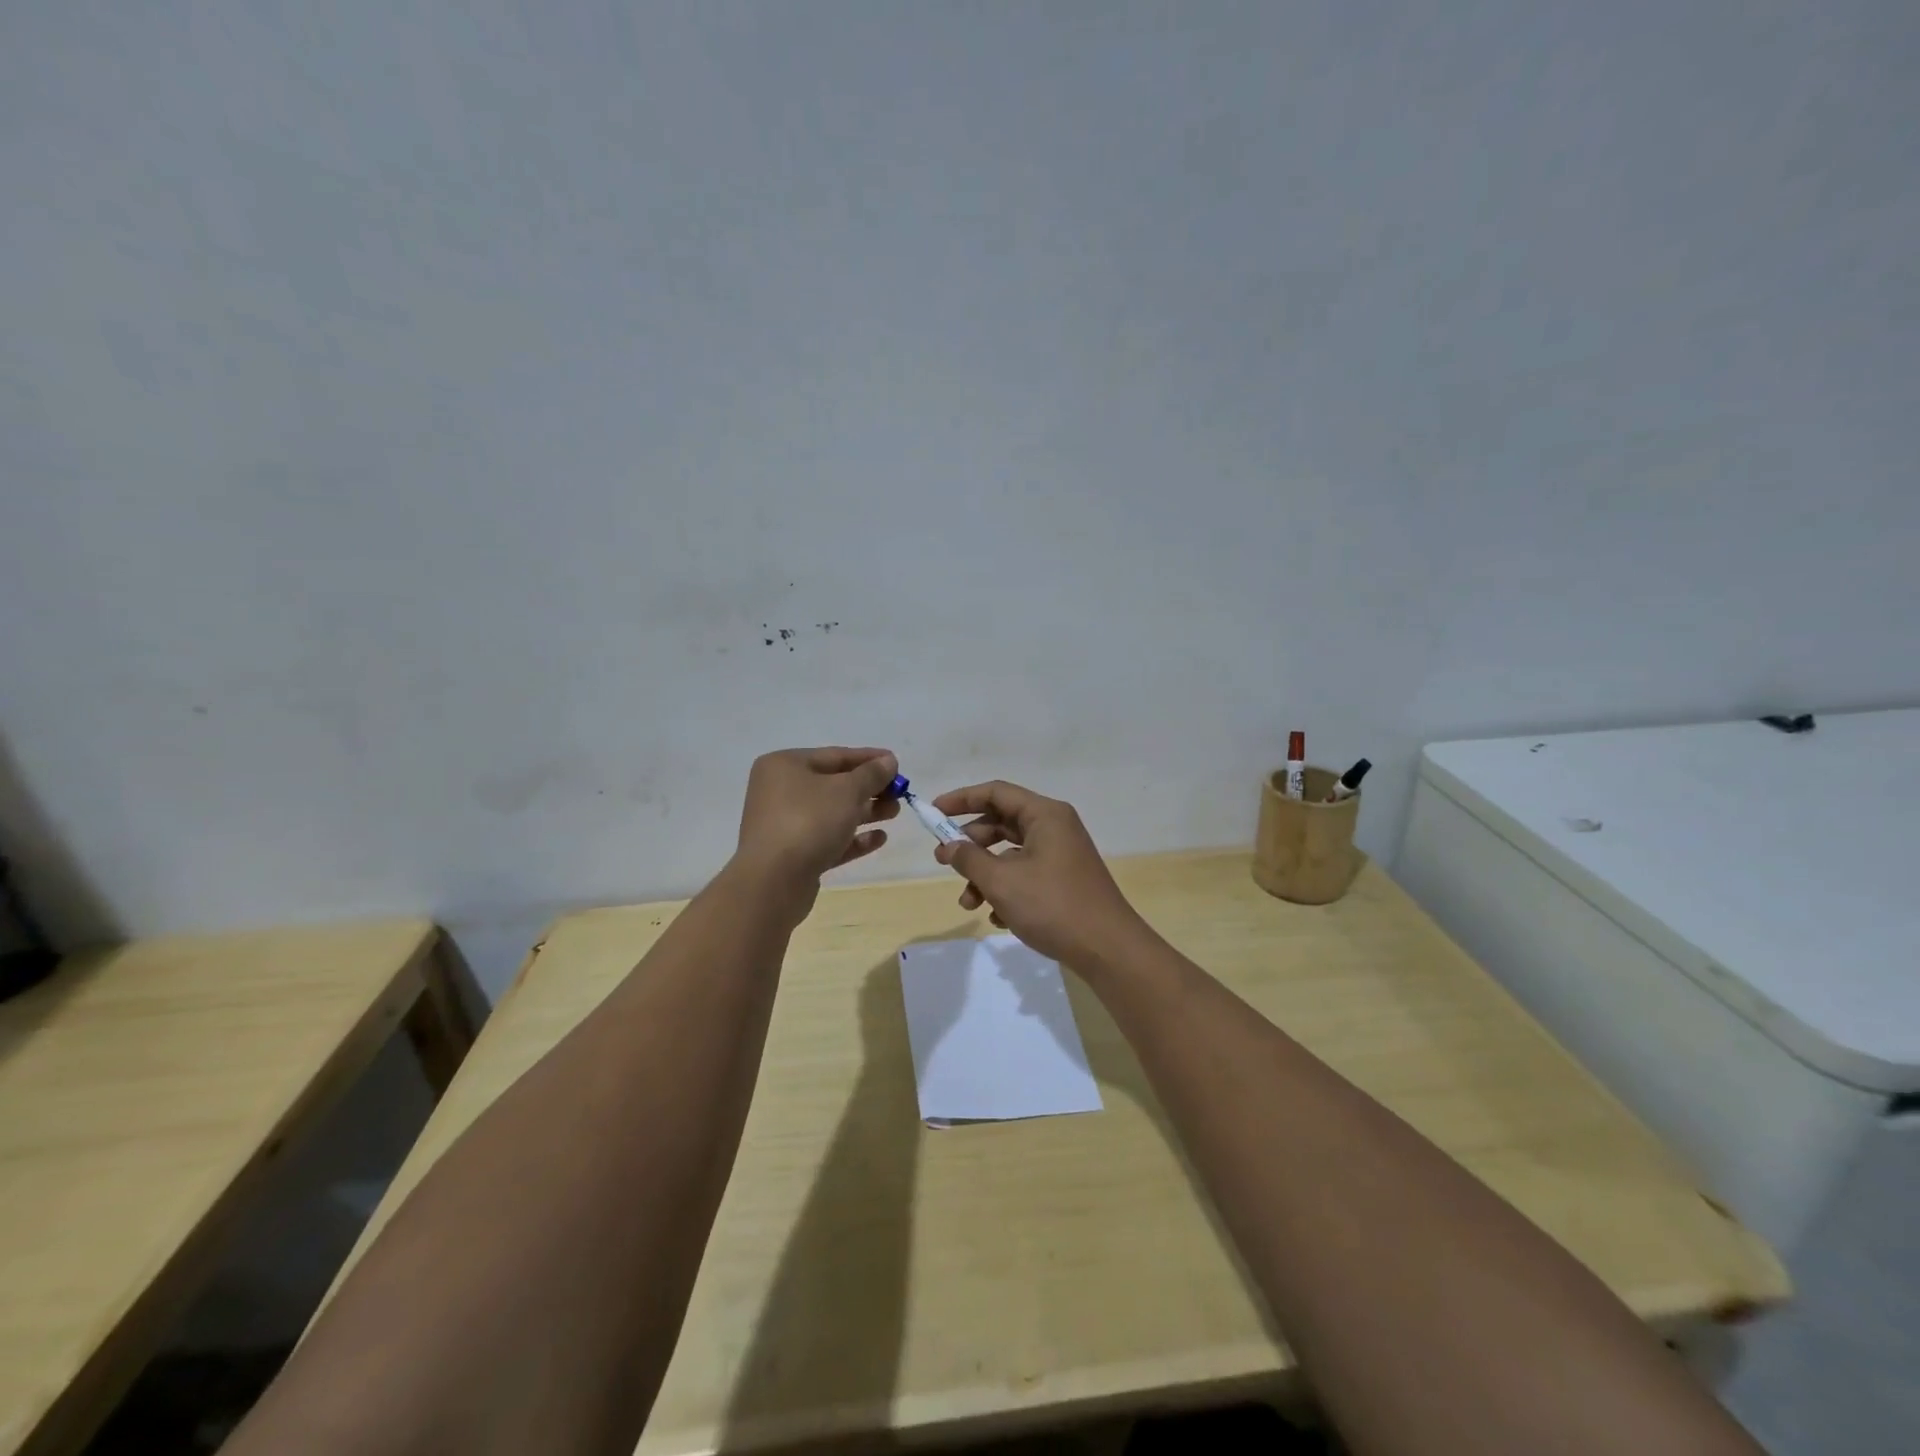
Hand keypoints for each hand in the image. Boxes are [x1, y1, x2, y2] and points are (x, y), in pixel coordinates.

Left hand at [733, 748, 899, 912]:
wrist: (773, 881)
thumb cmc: (809, 821)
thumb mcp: (847, 791)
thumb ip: (871, 774)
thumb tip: (888, 761)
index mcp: (785, 765)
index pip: (835, 755)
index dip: (869, 759)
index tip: (897, 764)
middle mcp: (780, 791)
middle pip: (834, 785)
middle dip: (869, 789)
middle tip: (900, 793)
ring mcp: (785, 825)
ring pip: (832, 813)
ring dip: (865, 812)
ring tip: (895, 813)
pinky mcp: (793, 855)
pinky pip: (828, 840)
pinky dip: (852, 838)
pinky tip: (879, 839)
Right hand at [930, 780, 1153, 971]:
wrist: (1108, 949)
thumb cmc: (1053, 906)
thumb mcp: (1002, 881)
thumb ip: (969, 859)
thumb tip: (948, 846)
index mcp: (1045, 815)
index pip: (995, 793)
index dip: (961, 799)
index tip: (933, 813)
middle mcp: (1055, 827)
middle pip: (1002, 823)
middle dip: (970, 844)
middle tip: (942, 861)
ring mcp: (1061, 855)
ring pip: (1011, 854)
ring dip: (985, 875)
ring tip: (968, 903)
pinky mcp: (1064, 881)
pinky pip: (1026, 875)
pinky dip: (1006, 890)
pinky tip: (997, 918)